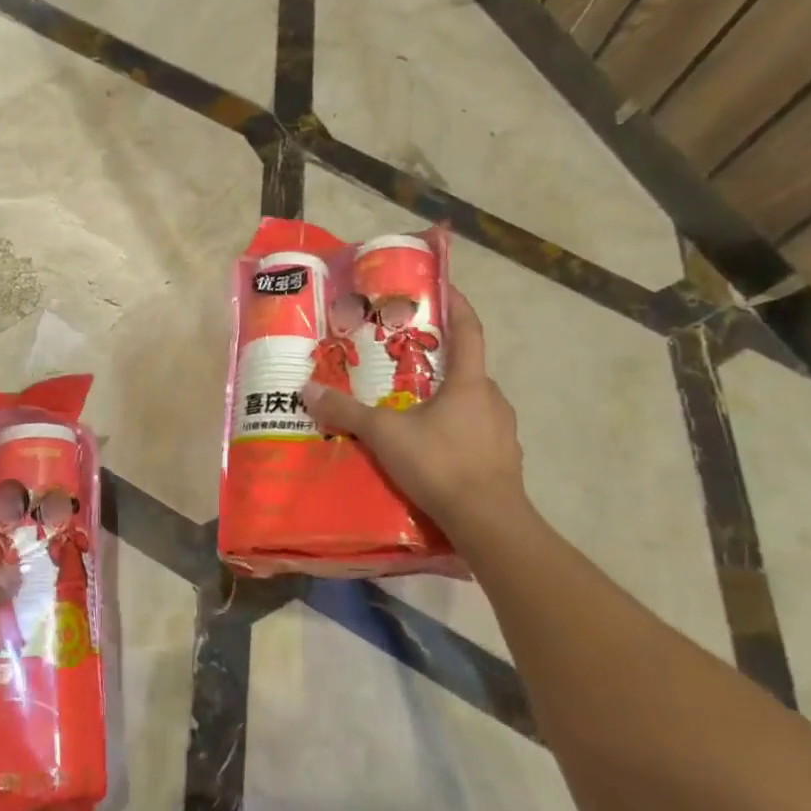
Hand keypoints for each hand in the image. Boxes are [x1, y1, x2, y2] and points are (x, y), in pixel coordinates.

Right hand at [301, 286, 527, 533]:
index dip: (456, 305)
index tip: (442, 288)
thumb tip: (307, 390)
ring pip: (470, 404)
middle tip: (403, 362)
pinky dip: (454, 432)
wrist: (489, 523)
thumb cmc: (440, 463)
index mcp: (469, 382)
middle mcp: (492, 399)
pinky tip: (430, 449)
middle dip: (437, 362)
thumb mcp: (384, 435)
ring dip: (445, 401)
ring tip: (412, 410)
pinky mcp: (503, 460)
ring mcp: (503, 432)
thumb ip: (346, 412)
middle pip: (465, 369)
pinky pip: (475, 434)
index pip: (468, 330)